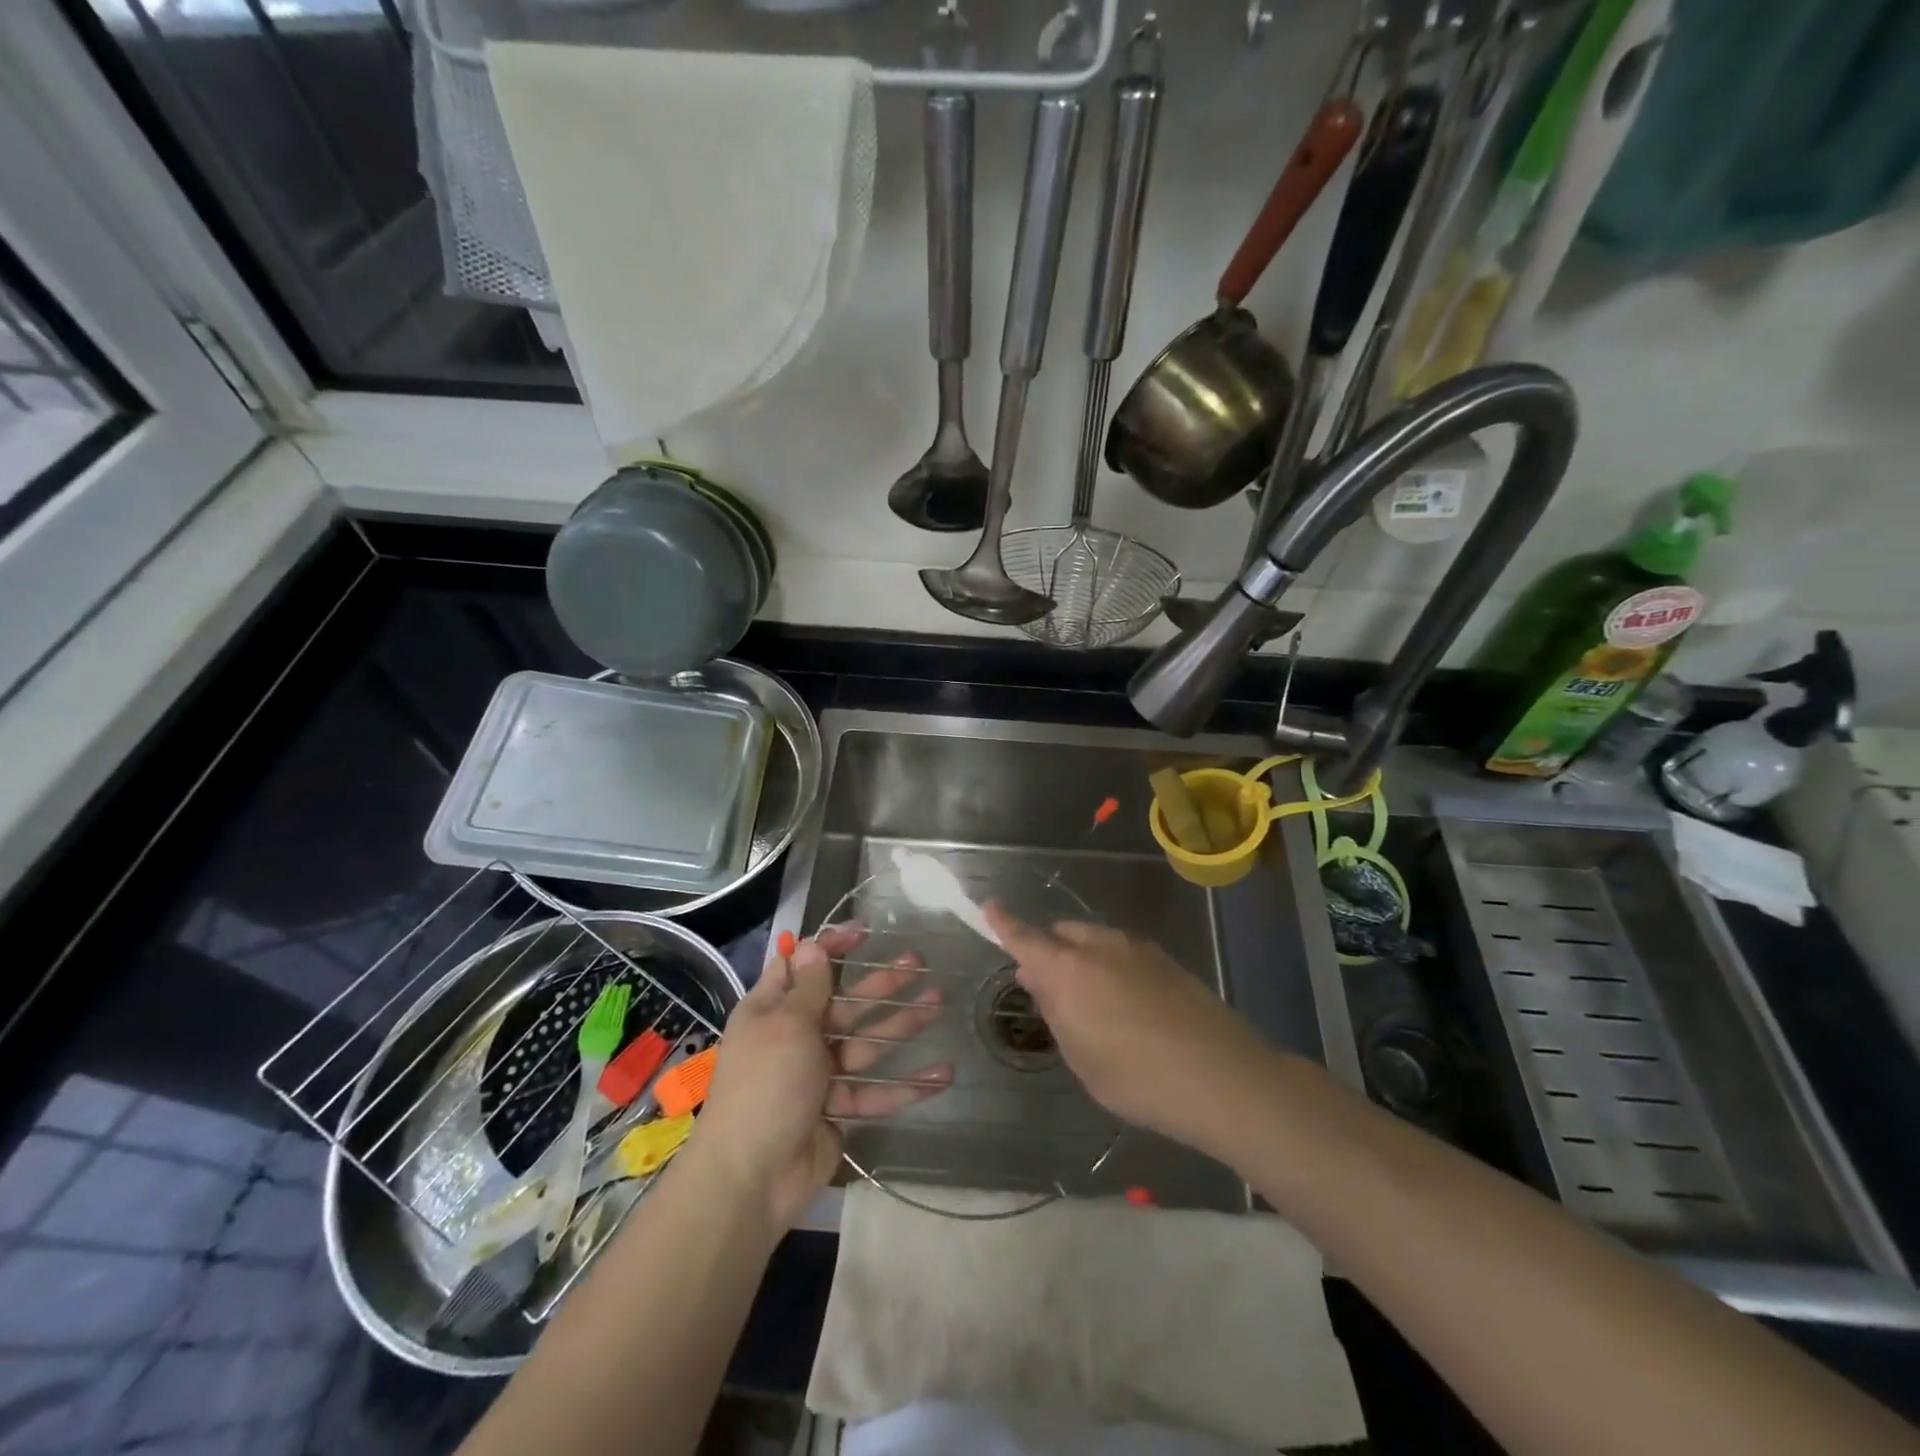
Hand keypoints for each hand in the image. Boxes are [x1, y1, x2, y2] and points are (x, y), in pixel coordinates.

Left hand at [692, 925, 950, 1230]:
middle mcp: (794, 1037)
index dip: (832, 946)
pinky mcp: (837, 1110)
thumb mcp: (788, 1025)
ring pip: (867, 1042)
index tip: (867, 932)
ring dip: (902, 1023)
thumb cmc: (766, 1085)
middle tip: (919, 961)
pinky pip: (875, 1091)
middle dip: (881, 982)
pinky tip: (943, 1074)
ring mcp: (817, 1075)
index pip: (803, 966)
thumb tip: (812, 943)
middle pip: (845, 1001)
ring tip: (938, 1002)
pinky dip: (907, 1085)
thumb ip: (810, 987)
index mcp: (772, 1010)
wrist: (752, 1177)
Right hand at [984, 903, 1279, 1165]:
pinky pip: (1123, 952)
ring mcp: (1138, 949)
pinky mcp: (1167, 960)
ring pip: (1095, 941)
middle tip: (1049, 988)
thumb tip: (1037, 977)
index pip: (1025, 938)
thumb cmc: (1137, 1078)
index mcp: (1069, 971)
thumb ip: (1055, 1011)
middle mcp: (1100, 947)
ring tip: (1091, 1002)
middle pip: (1063, 935)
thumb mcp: (1081, 1057)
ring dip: (1082, 959)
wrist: (1221, 1077)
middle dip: (1049, 951)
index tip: (989, 905)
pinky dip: (1111, 967)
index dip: (1004, 922)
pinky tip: (1128, 1005)